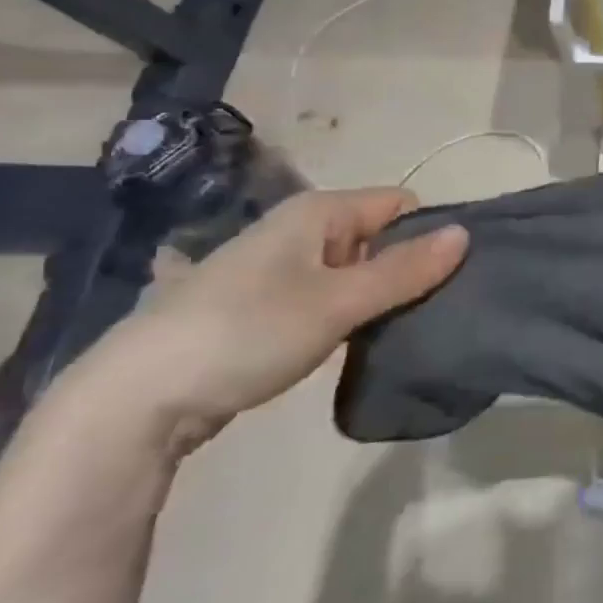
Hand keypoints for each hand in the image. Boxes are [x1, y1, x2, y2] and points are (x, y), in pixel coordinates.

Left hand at [77, 188, 466, 452]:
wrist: (137, 398)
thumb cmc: (247, 332)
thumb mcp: (337, 302)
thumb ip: (404, 270)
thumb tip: (465, 234)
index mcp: (318, 212)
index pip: (399, 204)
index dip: (429, 233)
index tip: (451, 277)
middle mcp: (300, 230)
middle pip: (379, 237)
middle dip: (408, 269)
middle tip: (433, 311)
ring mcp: (279, 269)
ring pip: (355, 271)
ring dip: (380, 298)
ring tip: (403, 332)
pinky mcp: (266, 308)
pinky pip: (328, 298)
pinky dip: (349, 316)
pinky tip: (358, 345)